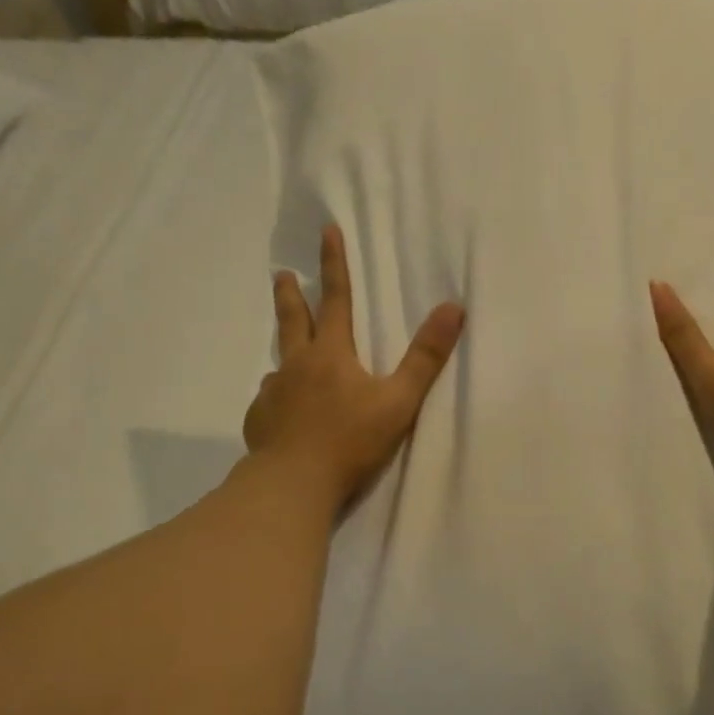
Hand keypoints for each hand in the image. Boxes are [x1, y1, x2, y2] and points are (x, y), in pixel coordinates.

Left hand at [244, 224, 464, 508]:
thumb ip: (425, 358)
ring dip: (285, 352)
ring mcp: (273, 394)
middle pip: (293, 321)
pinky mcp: (260, 422)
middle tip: (281, 275)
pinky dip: (277, 397)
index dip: (334, 264)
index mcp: (331, 355)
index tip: (326, 231)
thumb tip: (453, 308)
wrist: (293, 484)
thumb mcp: (398, 400)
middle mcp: (297, 366)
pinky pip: (269, 400)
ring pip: (280, 364)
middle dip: (290, 295)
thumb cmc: (350, 441)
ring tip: (286, 357)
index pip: (336, 299)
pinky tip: (280, 410)